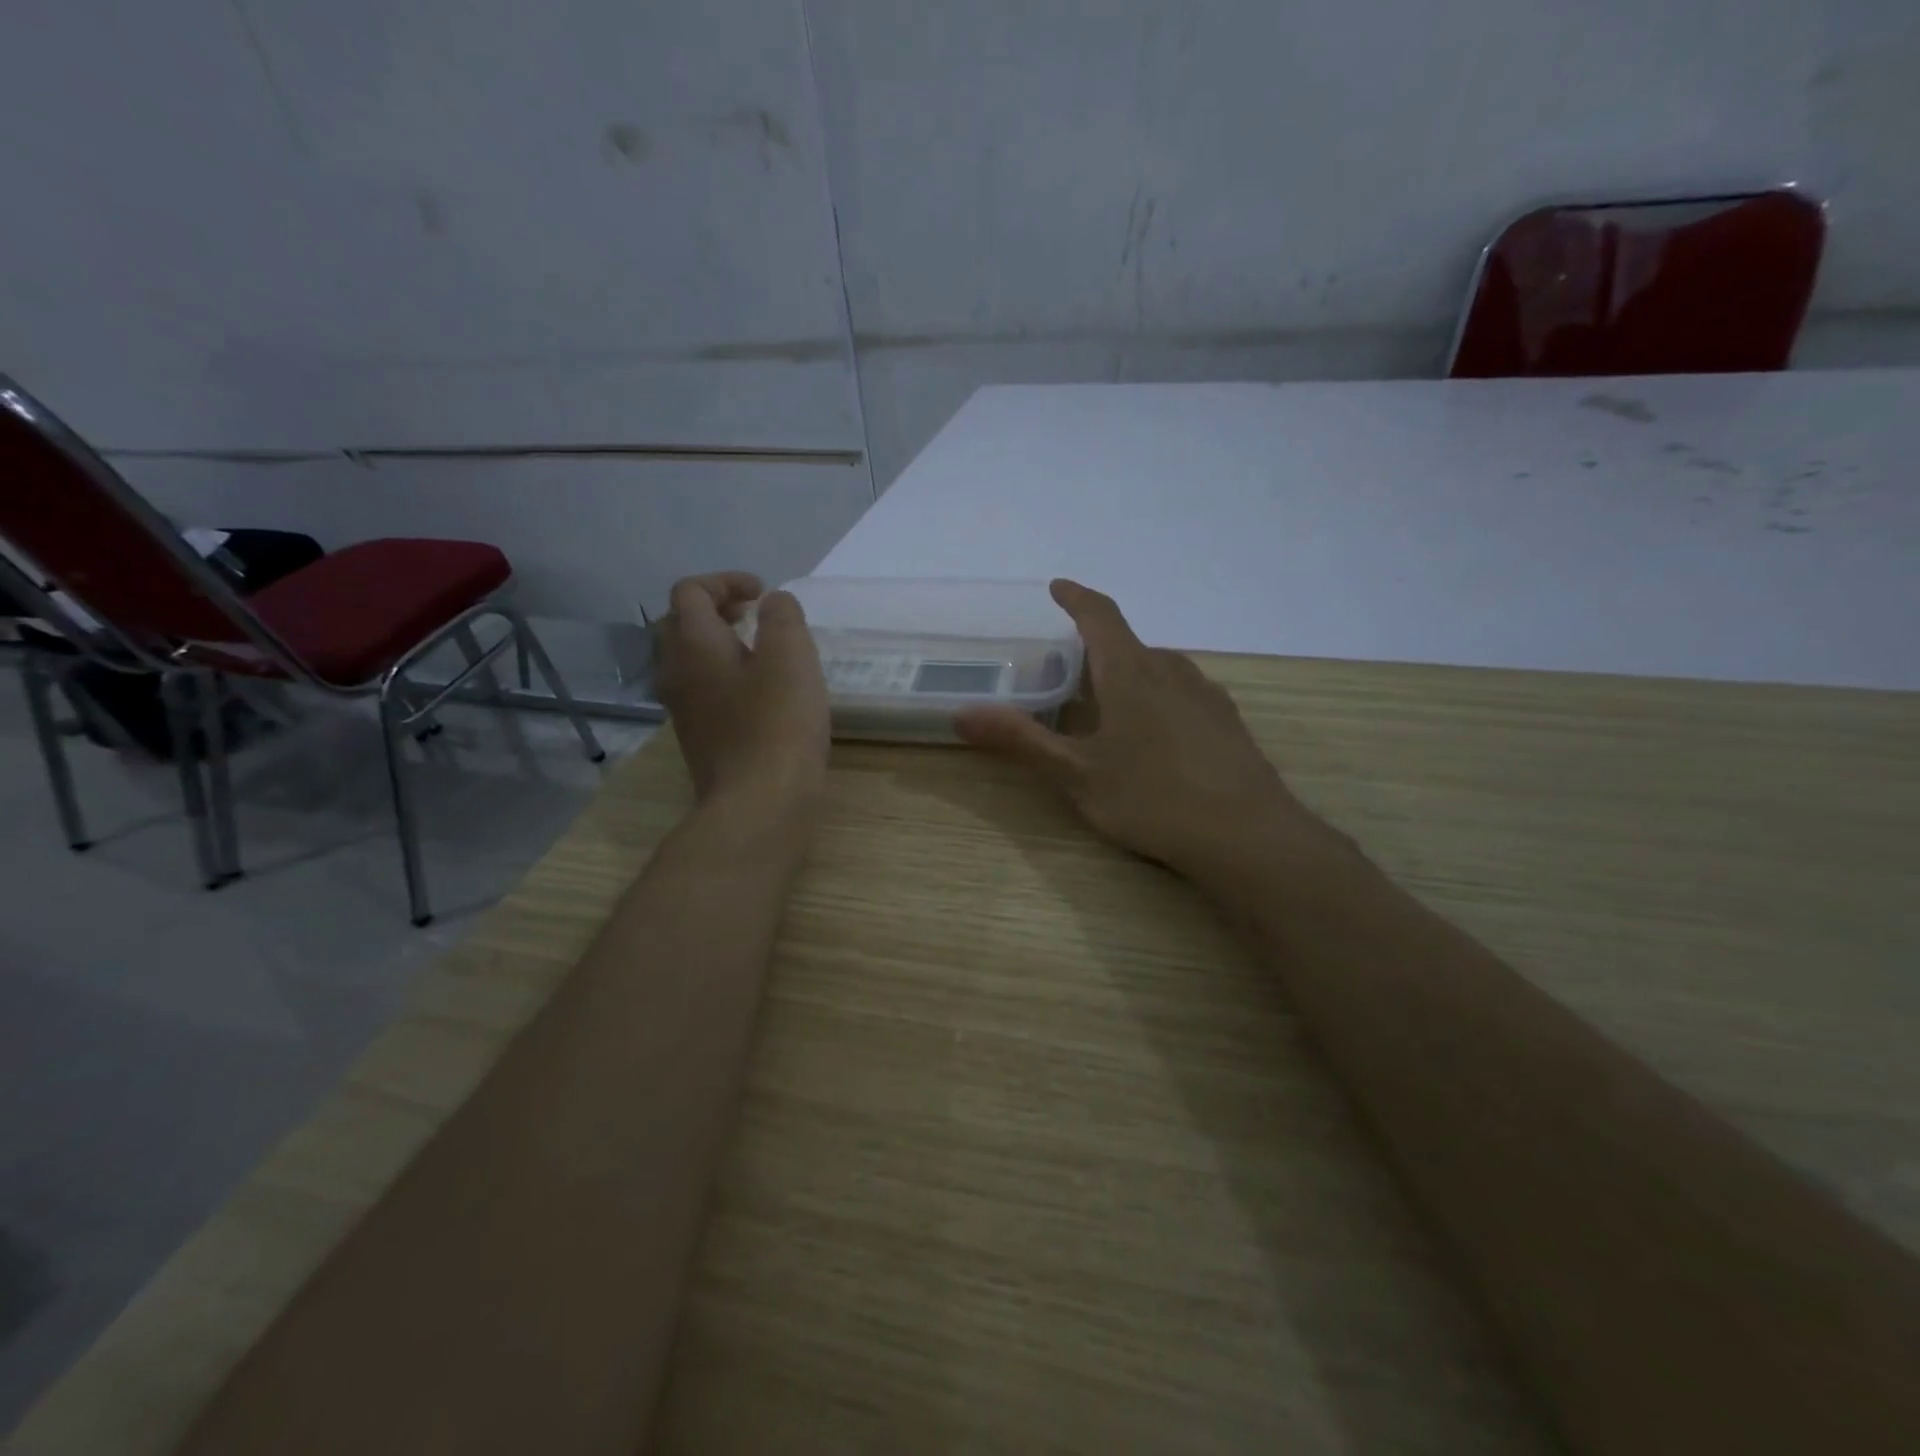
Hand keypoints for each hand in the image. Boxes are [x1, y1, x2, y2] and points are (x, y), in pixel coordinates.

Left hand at [654, 572, 828, 807]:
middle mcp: (676, 671)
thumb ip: (783, 618)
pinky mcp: (698, 737)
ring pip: (688, 659)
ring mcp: (683, 709)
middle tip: (754, 614)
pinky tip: (760, 693)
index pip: (690, 591)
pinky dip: (724, 675)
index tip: (763, 593)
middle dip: (716, 608)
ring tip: (759, 650)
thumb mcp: (792, 657)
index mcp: (694, 644)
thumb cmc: (778, 723)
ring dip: (718, 643)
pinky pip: (701, 689)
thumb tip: (774, 604)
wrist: (758, 804)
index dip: (725, 581)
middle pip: (680, 623)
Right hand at [955, 580, 1335, 887]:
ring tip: (1108, 708)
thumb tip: (961, 713)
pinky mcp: (1227, 721)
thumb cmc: (1152, 798)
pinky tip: (1155, 737)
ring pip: (1158, 669)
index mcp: (1130, 672)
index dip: (1076, 597)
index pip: (1100, 615)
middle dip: (1096, 650)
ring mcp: (1206, 694)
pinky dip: (1158, 697)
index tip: (1057, 587)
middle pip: (1127, 645)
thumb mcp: (1076, 774)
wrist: (1247, 835)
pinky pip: (1182, 692)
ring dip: (1128, 675)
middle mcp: (1171, 670)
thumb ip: (1020, 741)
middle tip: (1068, 676)